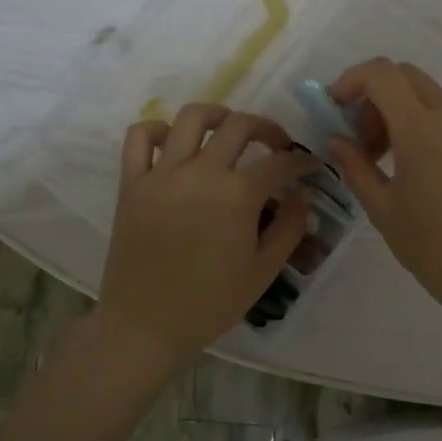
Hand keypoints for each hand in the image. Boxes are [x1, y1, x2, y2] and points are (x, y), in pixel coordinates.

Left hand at [95, 105, 313, 366]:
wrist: (146, 325)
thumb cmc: (211, 303)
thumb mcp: (264, 270)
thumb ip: (289, 228)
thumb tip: (301, 196)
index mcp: (238, 195)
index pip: (279, 163)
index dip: (301, 162)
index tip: (309, 167)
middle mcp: (201, 172)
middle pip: (240, 126)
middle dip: (267, 128)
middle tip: (276, 145)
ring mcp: (162, 174)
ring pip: (191, 118)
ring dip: (218, 115)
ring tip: (228, 128)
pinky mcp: (131, 183)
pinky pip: (139, 137)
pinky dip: (157, 129)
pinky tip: (173, 142)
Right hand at [326, 59, 441, 325]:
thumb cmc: (432, 249)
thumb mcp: (383, 209)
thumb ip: (355, 166)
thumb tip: (337, 140)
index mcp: (422, 131)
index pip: (382, 74)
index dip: (352, 80)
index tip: (337, 108)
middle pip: (408, 78)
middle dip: (376, 97)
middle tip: (364, 139)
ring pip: (433, 98)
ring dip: (404, 114)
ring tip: (394, 161)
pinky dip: (433, 129)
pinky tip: (430, 171)